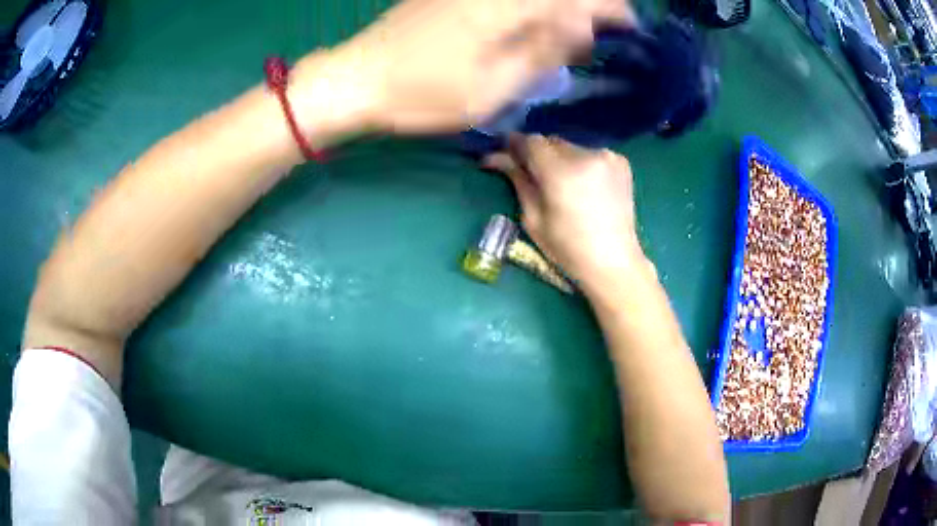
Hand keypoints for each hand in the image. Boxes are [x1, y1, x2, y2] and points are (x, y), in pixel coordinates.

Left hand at [326, 0, 631, 133]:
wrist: (357, 78)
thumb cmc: (423, 93)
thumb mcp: (494, 87)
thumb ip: (545, 52)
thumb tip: (585, 30)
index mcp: (510, 7)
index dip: (611, 9)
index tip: (629, 29)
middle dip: (589, 8)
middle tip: (601, 36)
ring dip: (562, 10)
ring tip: (572, 37)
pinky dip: (533, 9)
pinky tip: (534, 26)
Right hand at [485, 135, 649, 291]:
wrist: (614, 261)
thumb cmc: (568, 249)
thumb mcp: (533, 218)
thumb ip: (518, 180)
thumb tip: (497, 156)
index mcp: (561, 172)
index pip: (531, 141)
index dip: (517, 146)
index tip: (508, 156)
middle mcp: (586, 155)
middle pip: (551, 142)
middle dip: (539, 155)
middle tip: (535, 176)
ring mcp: (607, 156)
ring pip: (571, 147)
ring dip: (561, 160)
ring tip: (563, 186)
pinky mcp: (621, 162)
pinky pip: (591, 154)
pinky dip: (582, 164)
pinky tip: (584, 186)